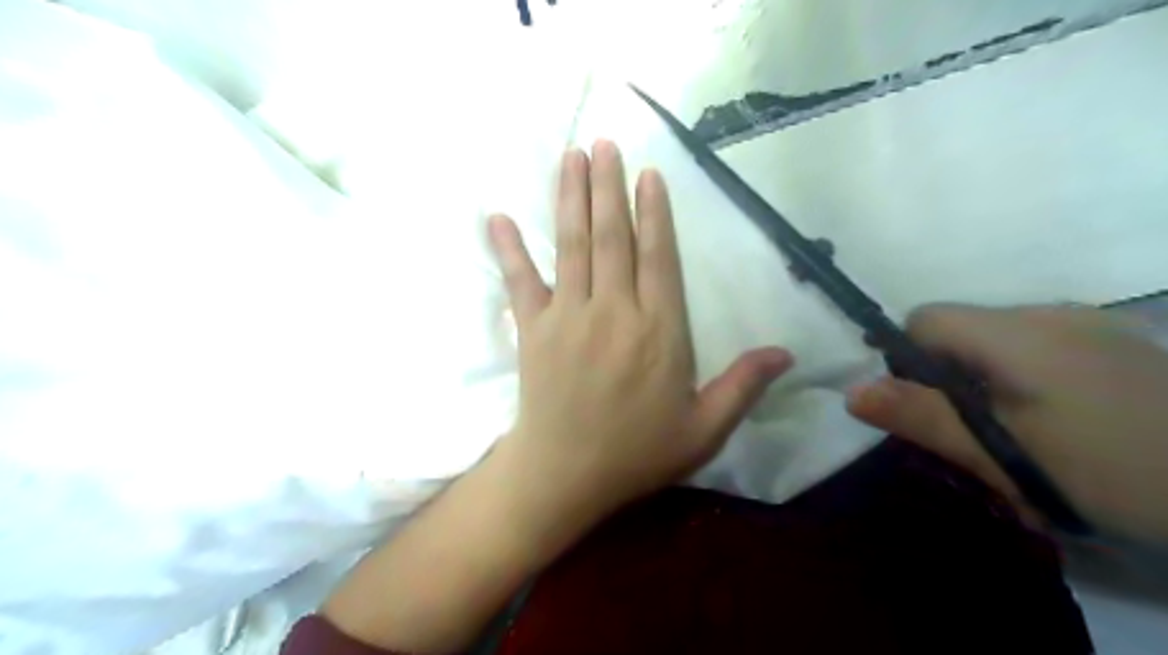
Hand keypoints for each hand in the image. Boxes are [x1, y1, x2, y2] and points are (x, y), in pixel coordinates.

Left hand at [484, 140, 792, 524]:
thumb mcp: (703, 429)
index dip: (653, 212)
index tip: (646, 173)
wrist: (566, 475)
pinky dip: (508, 248)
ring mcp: (568, 316)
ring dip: (570, 198)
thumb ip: (743, 386)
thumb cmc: (637, 452)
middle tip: (602, 143)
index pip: (658, 257)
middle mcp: (613, 311)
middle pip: (611, 237)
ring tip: (571, 157)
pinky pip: (519, 281)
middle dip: (607, 186)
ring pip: (571, 246)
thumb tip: (787, 352)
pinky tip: (497, 216)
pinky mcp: (533, 329)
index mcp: (658, 330)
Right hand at [850, 304, 1167, 543]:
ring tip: (1019, 442)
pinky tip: (1062, 429)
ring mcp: (1091, 328)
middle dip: (946, 381)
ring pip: (998, 346)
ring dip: (986, 386)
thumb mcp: (1006, 454)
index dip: (905, 358)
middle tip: (972, 440)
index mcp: (1017, 331)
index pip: (924, 319)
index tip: (923, 410)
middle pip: (959, 332)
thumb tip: (850, 391)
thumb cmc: (1120, 471)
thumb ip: (922, 417)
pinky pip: (1041, 354)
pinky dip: (1025, 385)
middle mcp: (1050, 314)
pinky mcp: (1120, 349)